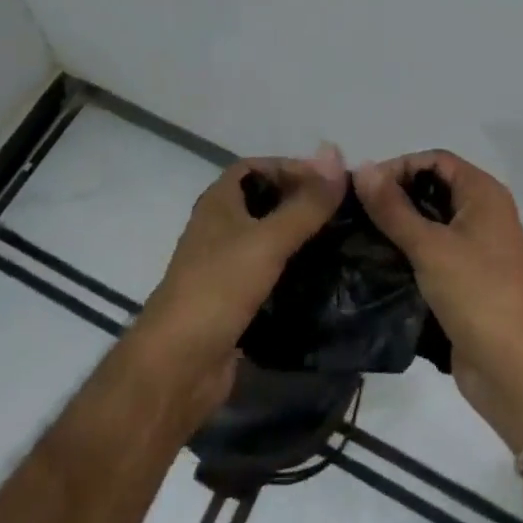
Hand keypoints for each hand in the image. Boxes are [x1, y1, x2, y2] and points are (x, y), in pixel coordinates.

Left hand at [132, 145, 344, 419]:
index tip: (329, 181)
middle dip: (301, 202)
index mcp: (219, 203)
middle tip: (343, 212)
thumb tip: (337, 157)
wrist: (178, 365)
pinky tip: (324, 278)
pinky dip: (295, 272)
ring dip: (300, 238)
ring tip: (342, 241)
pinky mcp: (235, 301)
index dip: (290, 167)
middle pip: (264, 201)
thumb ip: (305, 204)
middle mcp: (220, 228)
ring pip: (269, 240)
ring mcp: (225, 266)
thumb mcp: (267, 241)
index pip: (256, 167)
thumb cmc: (218, 289)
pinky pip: (270, 274)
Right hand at [356, 151, 522, 452]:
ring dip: (398, 225)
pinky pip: (433, 250)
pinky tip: (378, 260)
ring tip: (360, 234)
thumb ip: (393, 208)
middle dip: (395, 195)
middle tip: (355, 211)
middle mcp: (484, 213)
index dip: (399, 166)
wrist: (512, 368)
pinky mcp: (467, 277)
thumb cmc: (475, 294)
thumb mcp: (429, 247)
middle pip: (433, 188)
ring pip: (431, 221)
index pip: (435, 160)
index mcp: (484, 194)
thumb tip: (361, 168)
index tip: (363, 187)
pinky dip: (408, 250)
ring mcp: (477, 247)